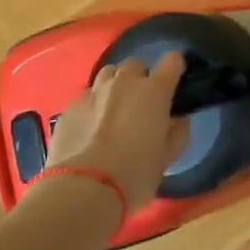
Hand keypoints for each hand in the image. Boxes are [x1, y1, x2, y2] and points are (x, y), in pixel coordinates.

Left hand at [45, 54, 189, 212]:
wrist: (85, 189)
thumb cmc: (136, 174)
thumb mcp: (167, 158)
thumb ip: (177, 133)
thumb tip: (179, 120)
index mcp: (154, 91)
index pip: (172, 61)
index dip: (175, 67)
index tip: (175, 79)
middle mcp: (125, 82)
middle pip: (136, 65)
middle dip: (141, 78)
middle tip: (141, 102)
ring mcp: (94, 91)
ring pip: (109, 74)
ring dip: (115, 85)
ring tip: (114, 108)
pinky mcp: (71, 106)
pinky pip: (87, 96)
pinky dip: (93, 105)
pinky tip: (91, 127)